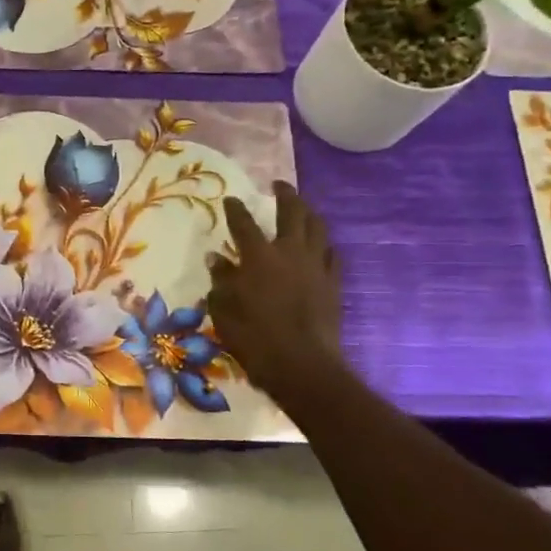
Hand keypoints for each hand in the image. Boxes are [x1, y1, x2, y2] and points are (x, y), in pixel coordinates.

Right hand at [207, 181, 341, 406]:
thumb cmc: (254, 338)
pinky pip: (331, 254)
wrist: (302, 365)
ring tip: (302, 207)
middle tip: (278, 185)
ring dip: (308, 212)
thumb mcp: (224, 310)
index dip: (236, 209)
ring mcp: (315, 266)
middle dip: (284, 194)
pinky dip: (323, 244)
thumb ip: (221, 281)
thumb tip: (217, 259)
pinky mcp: (333, 283)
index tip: (231, 199)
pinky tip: (320, 246)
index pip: (244, 224)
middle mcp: (289, 252)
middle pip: (291, 212)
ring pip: (317, 227)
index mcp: (258, 257)